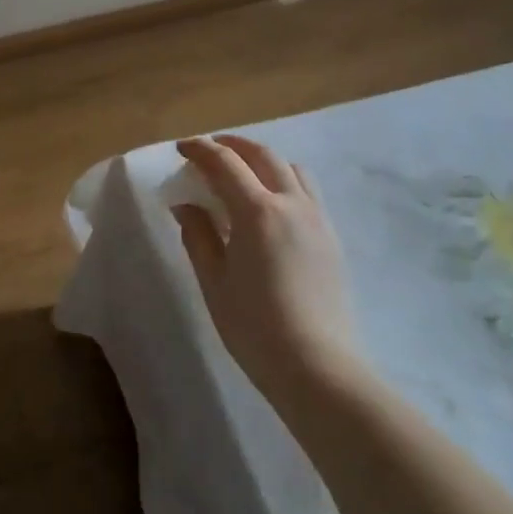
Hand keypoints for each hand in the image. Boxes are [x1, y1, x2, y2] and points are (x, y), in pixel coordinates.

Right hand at [172, 135, 363, 395]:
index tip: (181, 148)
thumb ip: (198, 235)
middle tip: (209, 150)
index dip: (200, 150)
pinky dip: (284, 179)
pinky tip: (270, 203)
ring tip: (242, 172)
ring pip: (291, 168)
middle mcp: (291, 204)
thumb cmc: (255, 327)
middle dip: (232, 145)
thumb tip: (186, 205)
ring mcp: (317, 219)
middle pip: (262, 154)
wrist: (319, 368)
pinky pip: (307, 191)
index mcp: (258, 212)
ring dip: (262, 159)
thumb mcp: (214, 281)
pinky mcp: (331, 238)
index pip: (224, 163)